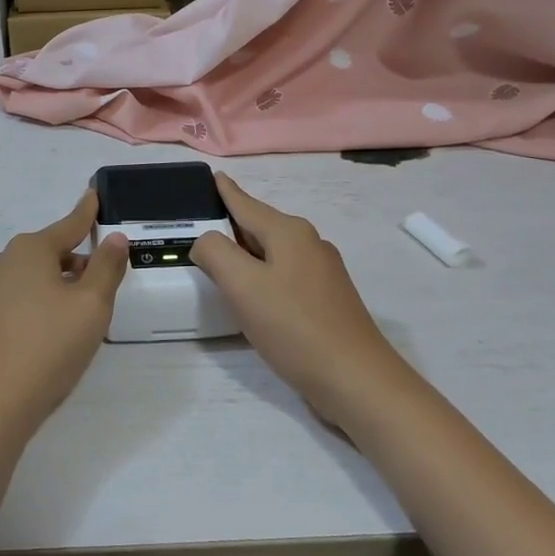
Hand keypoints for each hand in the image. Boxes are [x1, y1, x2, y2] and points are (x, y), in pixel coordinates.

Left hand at [0, 192, 129, 446]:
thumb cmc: (48, 347)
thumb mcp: (91, 305)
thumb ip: (106, 267)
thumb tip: (113, 238)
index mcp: (30, 249)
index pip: (69, 224)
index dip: (87, 212)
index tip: (95, 194)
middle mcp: (4, 260)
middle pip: (52, 251)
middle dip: (79, 261)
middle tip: (106, 280)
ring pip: (37, 275)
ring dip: (62, 284)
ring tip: (85, 311)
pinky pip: (22, 295)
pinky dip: (44, 301)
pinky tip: (56, 329)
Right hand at [191, 174, 402, 424]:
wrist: (356, 380)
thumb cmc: (295, 327)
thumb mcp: (243, 286)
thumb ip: (216, 253)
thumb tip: (206, 241)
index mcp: (289, 232)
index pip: (246, 203)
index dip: (225, 191)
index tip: (212, 175)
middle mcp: (309, 244)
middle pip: (259, 226)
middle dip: (230, 225)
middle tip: (197, 229)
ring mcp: (322, 272)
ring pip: (272, 252)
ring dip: (245, 254)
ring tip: (217, 262)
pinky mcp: (326, 300)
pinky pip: (283, 274)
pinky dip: (261, 276)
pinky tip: (250, 295)